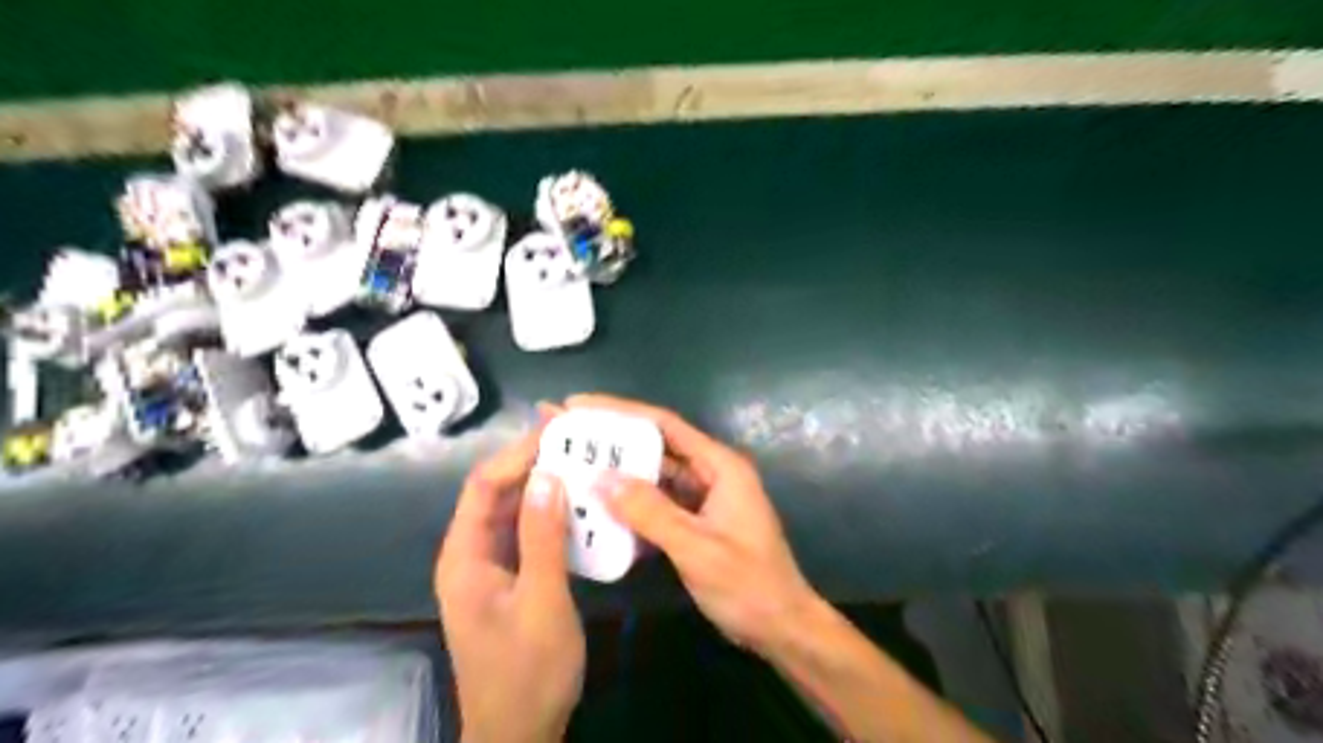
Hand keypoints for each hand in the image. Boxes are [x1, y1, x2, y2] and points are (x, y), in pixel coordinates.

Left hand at [439, 426, 584, 738]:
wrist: (518, 734)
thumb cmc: (528, 672)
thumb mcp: (542, 602)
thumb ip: (542, 538)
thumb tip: (546, 475)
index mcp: (464, 557)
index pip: (485, 486)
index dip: (518, 454)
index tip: (558, 431)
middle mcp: (470, 555)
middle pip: (497, 494)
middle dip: (533, 464)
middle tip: (577, 441)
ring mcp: (489, 569)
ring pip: (513, 513)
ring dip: (544, 488)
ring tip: (582, 463)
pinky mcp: (508, 581)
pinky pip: (526, 536)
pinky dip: (550, 517)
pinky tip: (579, 507)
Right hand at [567, 393, 817, 651]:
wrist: (781, 627)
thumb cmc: (748, 585)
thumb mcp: (697, 548)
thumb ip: (650, 512)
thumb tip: (601, 478)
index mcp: (720, 465)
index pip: (663, 424)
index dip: (618, 411)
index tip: (576, 405)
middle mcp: (711, 472)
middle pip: (654, 446)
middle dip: (609, 439)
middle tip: (561, 432)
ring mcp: (703, 497)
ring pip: (652, 475)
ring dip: (616, 472)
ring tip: (569, 466)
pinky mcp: (695, 520)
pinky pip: (657, 502)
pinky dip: (630, 504)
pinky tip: (596, 507)